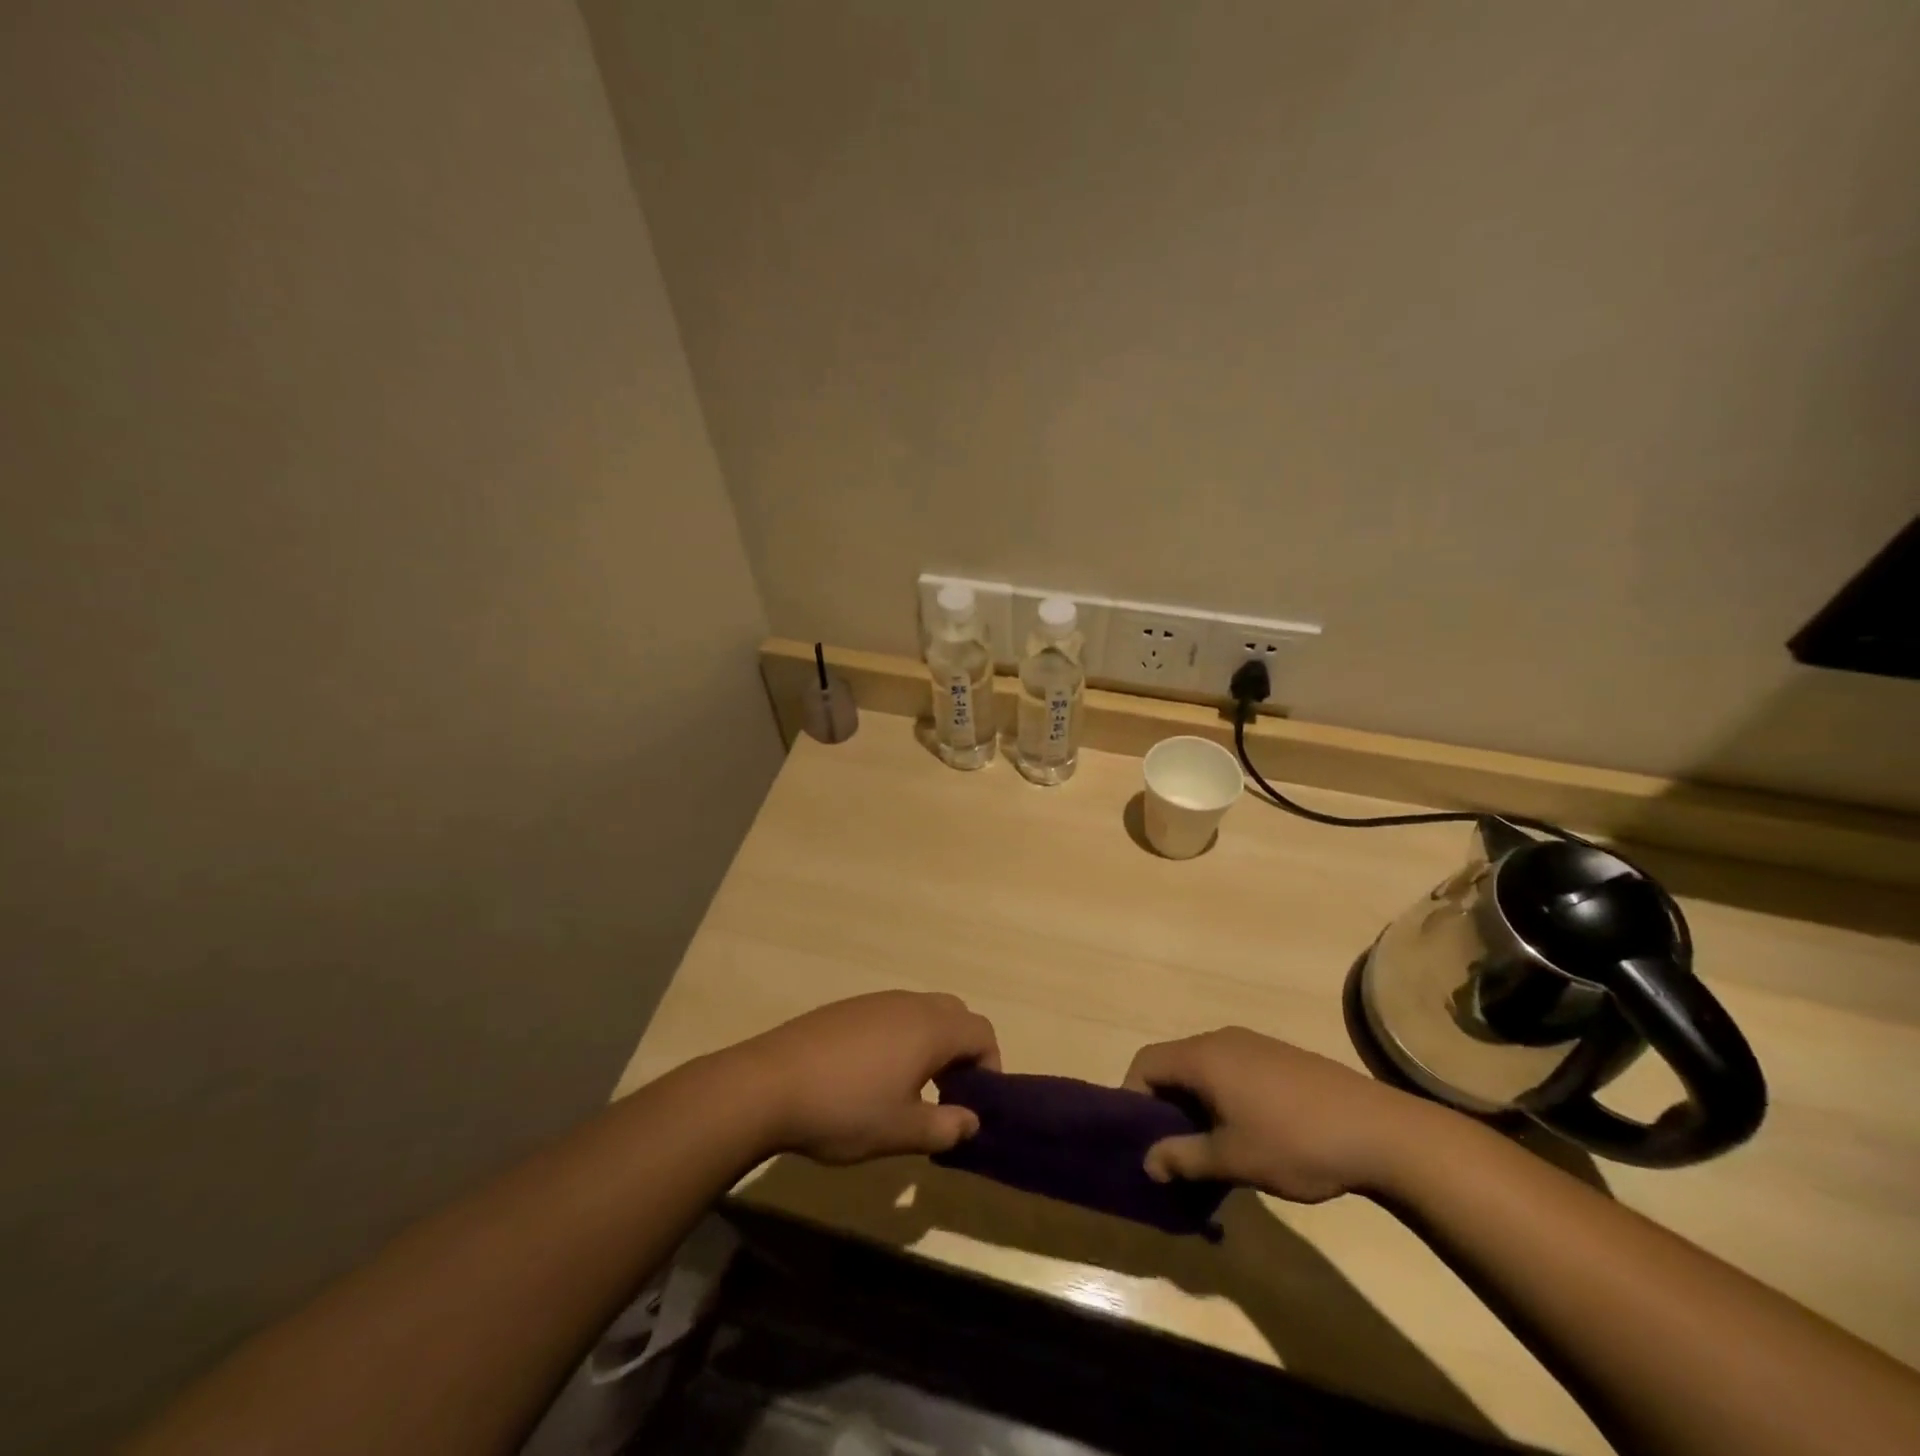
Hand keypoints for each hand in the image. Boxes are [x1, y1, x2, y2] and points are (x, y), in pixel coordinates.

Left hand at [733, 991, 999, 1163]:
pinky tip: (871, 1075)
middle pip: (955, 1014)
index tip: (975, 1103)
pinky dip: (900, 1037)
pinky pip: (891, 1014)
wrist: (768, 1084)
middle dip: (962, 1050)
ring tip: (910, 1088)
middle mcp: (908, 1004)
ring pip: (922, 1012)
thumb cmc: (844, 1109)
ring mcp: (875, 1001)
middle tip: (947, 1092)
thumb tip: (972, 1121)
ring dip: (931, 1043)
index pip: (982, 1032)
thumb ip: (945, 1127)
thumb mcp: (901, 1132)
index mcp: (930, 1028)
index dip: (990, 1065)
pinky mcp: (847, 1008)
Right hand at [1123, 1026, 1439, 1201]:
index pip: (1145, 1063)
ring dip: (1193, 1103)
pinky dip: (1220, 1096)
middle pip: (1172, 1063)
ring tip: (1207, 1147)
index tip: (1138, 1139)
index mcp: (1202, 1057)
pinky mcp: (1277, 1057)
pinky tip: (1244, 1132)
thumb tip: (1147, 1162)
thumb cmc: (1294, 1142)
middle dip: (1163, 1105)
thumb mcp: (1232, 1159)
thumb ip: (1183, 1158)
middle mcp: (1221, 1040)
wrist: (1379, 1131)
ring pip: (1202, 1068)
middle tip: (1170, 1149)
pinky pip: (1230, 1069)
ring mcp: (1252, 1044)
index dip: (1131, 1098)